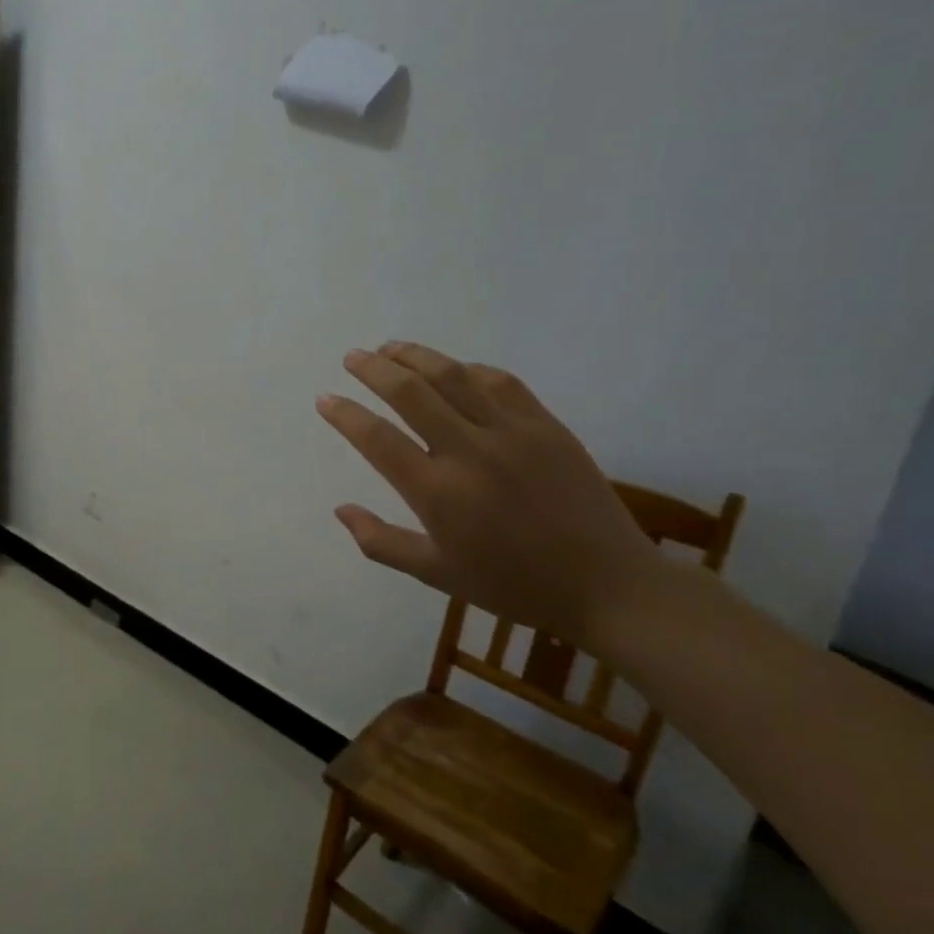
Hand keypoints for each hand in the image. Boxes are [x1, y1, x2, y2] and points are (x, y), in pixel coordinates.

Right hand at [317, 343, 661, 642]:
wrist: (608, 586)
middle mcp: (470, 452)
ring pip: (453, 376)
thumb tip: (339, 510)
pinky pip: (500, 382)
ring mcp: (513, 434)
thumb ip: (381, 542)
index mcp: (438, 493)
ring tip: (390, 348)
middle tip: (352, 357)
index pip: (377, 439)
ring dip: (415, 356)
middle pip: (410, 393)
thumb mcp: (437, 574)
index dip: (345, 415)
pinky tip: (452, 369)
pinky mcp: (547, 426)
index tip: (325, 399)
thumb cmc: (514, 584)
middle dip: (374, 369)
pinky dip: (467, 368)